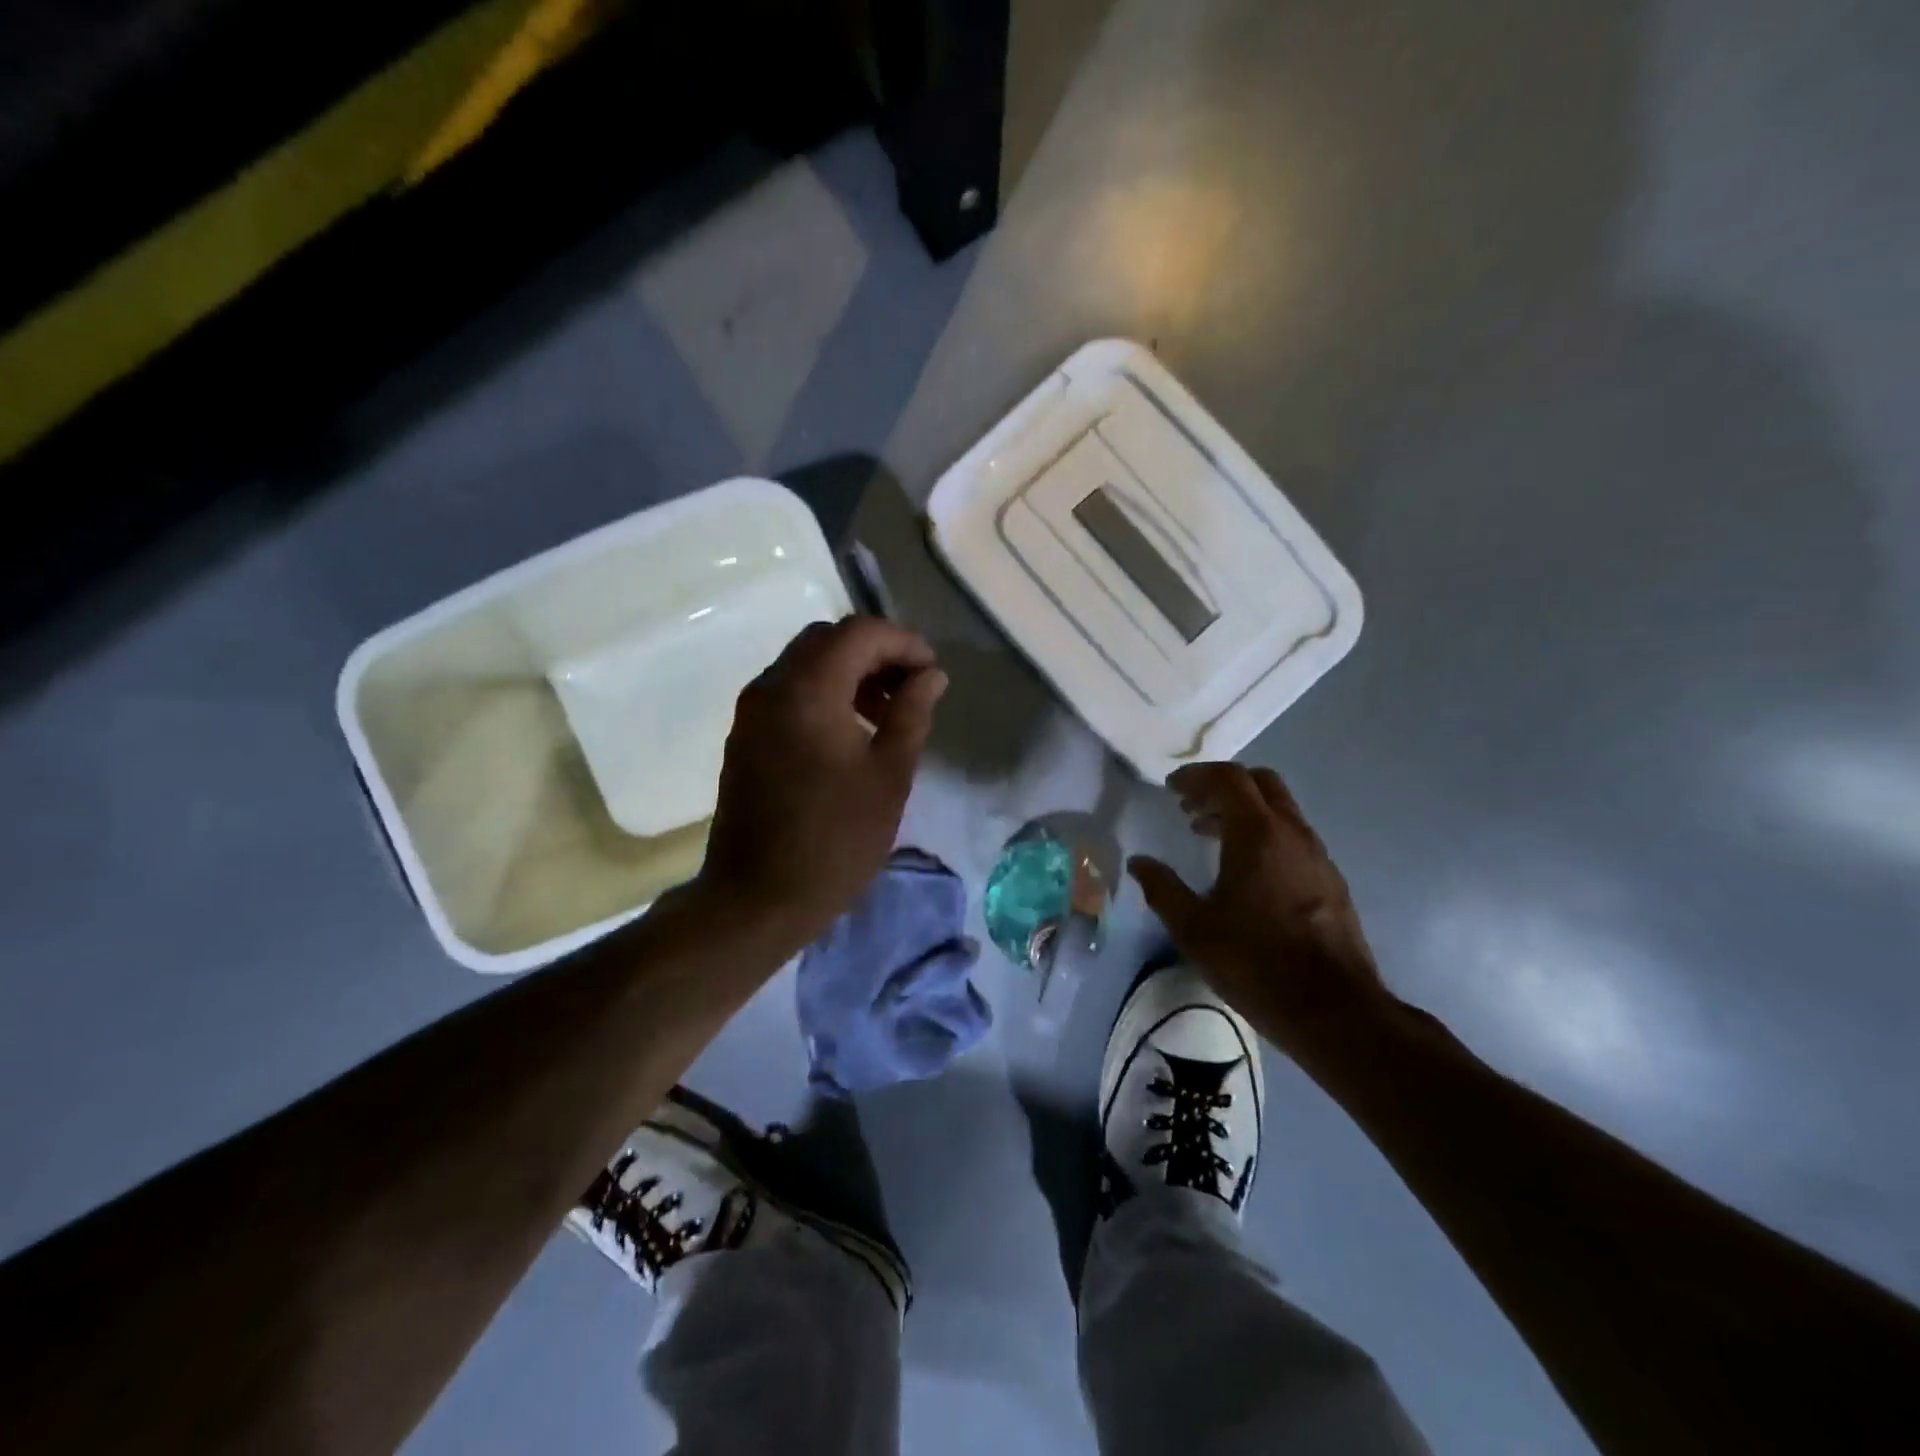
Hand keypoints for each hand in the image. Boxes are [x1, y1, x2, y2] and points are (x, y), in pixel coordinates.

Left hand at [695, 616, 946, 948]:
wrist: (757, 897)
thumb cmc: (835, 839)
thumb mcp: (889, 776)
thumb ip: (912, 713)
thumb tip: (931, 675)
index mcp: (808, 690)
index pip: (859, 633)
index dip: (903, 642)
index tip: (931, 673)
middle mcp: (772, 686)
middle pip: (828, 639)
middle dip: (875, 653)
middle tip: (911, 689)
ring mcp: (752, 710)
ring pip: (806, 663)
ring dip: (849, 672)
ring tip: (886, 714)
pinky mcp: (745, 735)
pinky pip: (789, 691)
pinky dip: (824, 693)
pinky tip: (850, 732)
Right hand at [1129, 762, 1395, 1063]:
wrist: (1334, 1010)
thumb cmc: (1255, 963)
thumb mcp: (1193, 928)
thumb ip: (1162, 888)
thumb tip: (1139, 862)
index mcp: (1257, 834)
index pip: (1228, 779)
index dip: (1196, 776)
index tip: (1171, 788)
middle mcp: (1292, 833)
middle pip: (1260, 782)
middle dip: (1222, 786)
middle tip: (1191, 807)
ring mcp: (1317, 855)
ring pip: (1280, 809)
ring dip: (1243, 811)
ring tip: (1209, 836)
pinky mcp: (1330, 880)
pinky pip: (1293, 836)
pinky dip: (1264, 834)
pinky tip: (1246, 870)